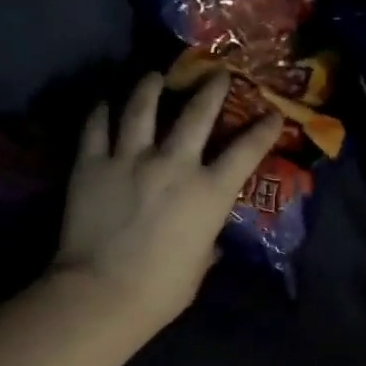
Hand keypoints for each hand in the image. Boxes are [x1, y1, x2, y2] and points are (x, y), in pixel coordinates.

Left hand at [57, 72, 281, 330]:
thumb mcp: (200, 264)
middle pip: (197, 113)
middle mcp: (174, 164)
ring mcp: (130, 158)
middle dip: (212, 89)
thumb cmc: (164, 289)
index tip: (273, 113)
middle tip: (217, 74)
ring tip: (155, 77)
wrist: (105, 292)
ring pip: (142, 107)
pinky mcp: (92, 163)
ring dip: (151, 87)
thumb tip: (207, 239)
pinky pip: (96, 126)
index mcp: (209, 192)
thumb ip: (206, 241)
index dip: (264, 129)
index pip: (246, 151)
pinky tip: (106, 103)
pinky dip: (102, 111)